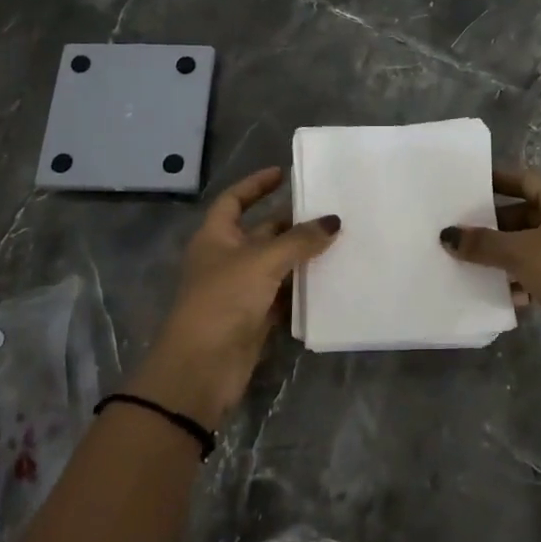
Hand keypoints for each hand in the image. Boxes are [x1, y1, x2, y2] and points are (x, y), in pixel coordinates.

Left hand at [128, 167, 339, 429]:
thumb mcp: (261, 262)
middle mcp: (227, 259)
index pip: (234, 200)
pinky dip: (303, 288)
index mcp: (216, 237)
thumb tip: (333, 221)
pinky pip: (283, 295)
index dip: (255, 185)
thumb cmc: (223, 301)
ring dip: (302, 255)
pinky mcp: (255, 318)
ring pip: (276, 264)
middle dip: (291, 222)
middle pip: (262, 231)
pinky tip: (331, 279)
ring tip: (339, 240)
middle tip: (329, 210)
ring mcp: (240, 290)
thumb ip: (299, 240)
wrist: (201, 369)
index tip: (283, 173)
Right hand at [440, 168, 540, 351]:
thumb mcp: (521, 254)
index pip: (523, 178)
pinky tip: (502, 294)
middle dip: (493, 225)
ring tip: (471, 265)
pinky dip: (522, 278)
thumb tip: (448, 234)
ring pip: (532, 244)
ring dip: (504, 255)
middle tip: (458, 233)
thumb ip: (483, 243)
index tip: (462, 188)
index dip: (493, 181)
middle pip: (525, 212)